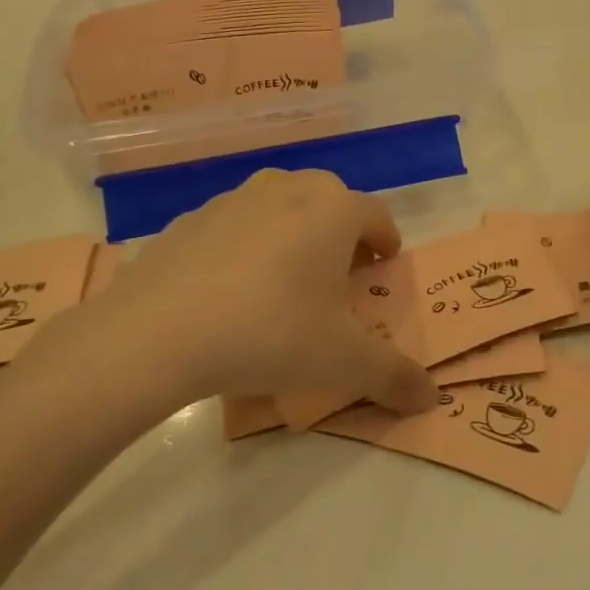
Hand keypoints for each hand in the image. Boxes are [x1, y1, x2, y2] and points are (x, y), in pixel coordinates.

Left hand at [28, 170, 436, 427]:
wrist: (158, 332)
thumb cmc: (271, 333)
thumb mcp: (342, 363)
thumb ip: (394, 377)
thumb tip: (431, 399)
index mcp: (334, 209)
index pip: (378, 217)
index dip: (386, 245)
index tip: (381, 273)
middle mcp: (290, 189)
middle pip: (331, 204)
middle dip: (342, 238)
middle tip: (336, 282)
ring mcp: (236, 198)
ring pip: (282, 209)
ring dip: (294, 237)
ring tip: (283, 286)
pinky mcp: (192, 217)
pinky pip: (236, 226)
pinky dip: (246, 248)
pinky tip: (229, 294)